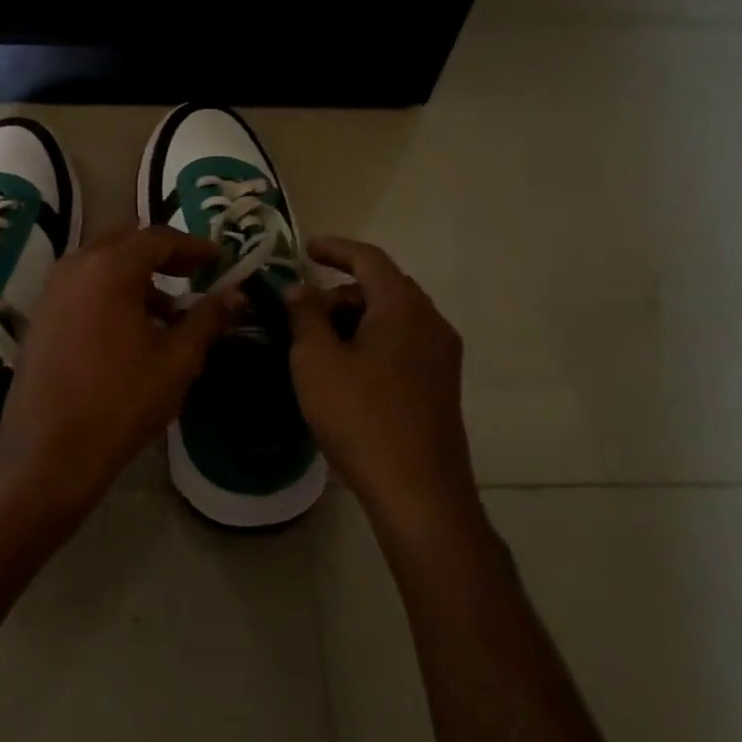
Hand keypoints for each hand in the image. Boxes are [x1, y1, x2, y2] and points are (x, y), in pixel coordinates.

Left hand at [0, 225, 240, 535]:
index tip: (219, 259)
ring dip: (135, 273)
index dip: (193, 245)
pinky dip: (110, 289)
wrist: (49, 451)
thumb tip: (237, 294)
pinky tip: (131, 328)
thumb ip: (207, 319)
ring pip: (100, 261)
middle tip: (192, 273)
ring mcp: (52, 290)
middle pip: (125, 239)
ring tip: (167, 310)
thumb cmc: (120, 401)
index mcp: (110, 268)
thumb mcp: (177, 361)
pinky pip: (82, 284)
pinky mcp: (41, 315)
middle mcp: (76, 266)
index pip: (158, 238)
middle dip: (161, 252)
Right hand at [285, 237, 481, 540]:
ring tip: (318, 346)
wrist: (419, 492)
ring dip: (355, 319)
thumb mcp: (316, 361)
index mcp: (403, 307)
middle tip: (302, 313)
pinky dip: (372, 342)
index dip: (334, 249)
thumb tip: (299, 289)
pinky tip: (345, 372)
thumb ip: (305, 316)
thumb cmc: (361, 417)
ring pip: (393, 318)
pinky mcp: (441, 386)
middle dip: (340, 292)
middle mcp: (431, 322)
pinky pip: (402, 345)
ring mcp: (442, 356)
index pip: (369, 258)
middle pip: (382, 288)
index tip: (305, 249)